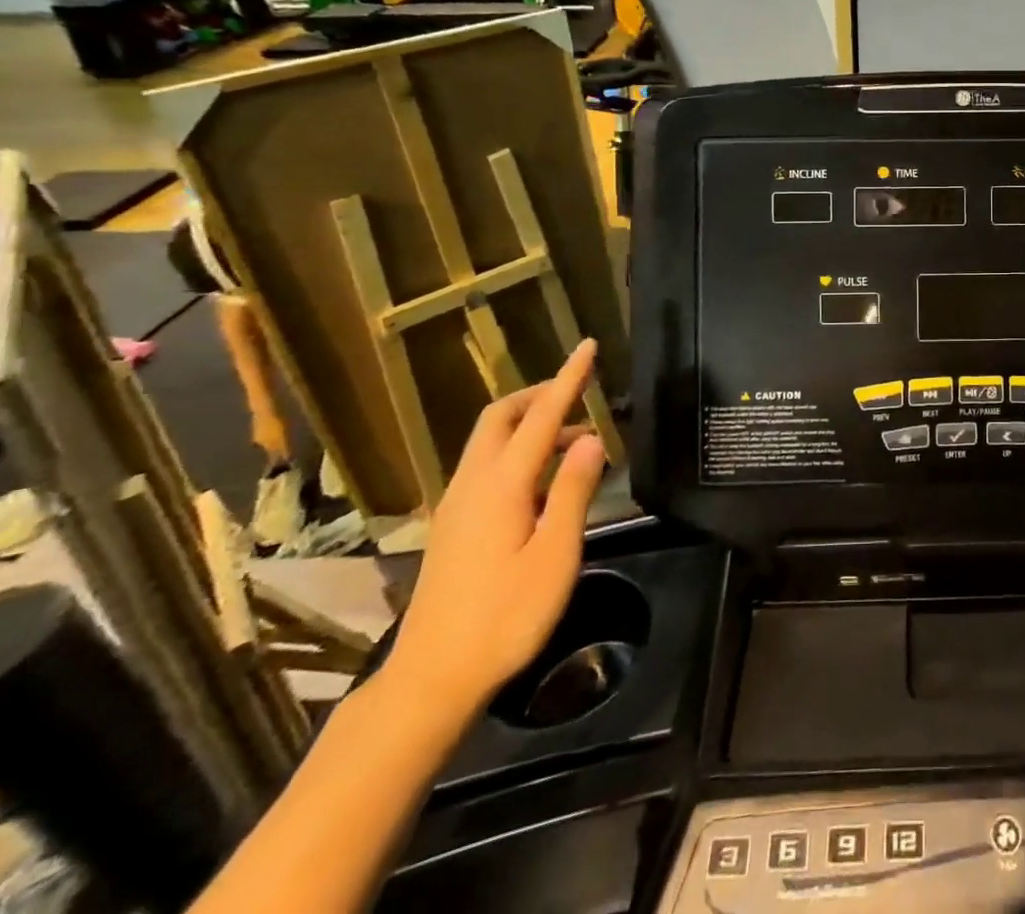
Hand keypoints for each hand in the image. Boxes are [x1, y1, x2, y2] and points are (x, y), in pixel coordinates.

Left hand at [380, 340, 608, 720]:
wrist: (432, 678)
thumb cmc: (505, 617)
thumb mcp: (555, 554)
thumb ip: (574, 490)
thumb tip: (591, 437)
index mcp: (501, 486)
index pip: (540, 416)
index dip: (568, 379)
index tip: (587, 346)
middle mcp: (472, 484)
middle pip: (500, 417)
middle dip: (538, 393)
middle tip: (579, 392)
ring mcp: (455, 504)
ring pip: (488, 440)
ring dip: (529, 423)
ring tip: (574, 440)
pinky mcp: (451, 525)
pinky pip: (484, 464)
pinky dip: (516, 449)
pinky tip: (542, 480)